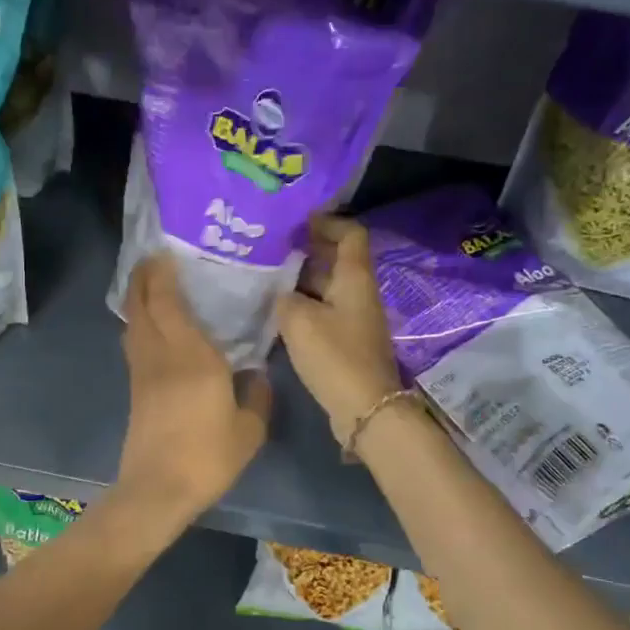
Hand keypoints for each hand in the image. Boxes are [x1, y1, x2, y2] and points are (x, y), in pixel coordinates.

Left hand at [116, 255, 271, 526]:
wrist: (158, 490)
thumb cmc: (207, 457)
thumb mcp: (248, 431)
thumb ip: (257, 398)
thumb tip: (258, 376)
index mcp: (192, 356)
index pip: (167, 301)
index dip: (162, 273)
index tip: (166, 252)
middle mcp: (161, 354)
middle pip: (140, 304)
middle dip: (142, 277)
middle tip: (153, 259)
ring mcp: (143, 372)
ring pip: (133, 323)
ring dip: (137, 299)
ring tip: (152, 285)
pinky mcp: (135, 389)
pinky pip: (135, 343)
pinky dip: (139, 324)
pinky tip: (153, 327)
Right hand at [276, 215, 402, 447]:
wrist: (364, 408)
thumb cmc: (334, 356)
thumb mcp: (298, 321)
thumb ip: (284, 298)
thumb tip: (282, 295)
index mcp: (354, 278)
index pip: (350, 234)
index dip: (326, 222)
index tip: (296, 221)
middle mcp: (358, 293)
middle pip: (336, 260)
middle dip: (306, 250)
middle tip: (270, 247)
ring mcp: (354, 318)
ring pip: (327, 287)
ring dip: (300, 280)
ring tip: (265, 277)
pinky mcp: (346, 341)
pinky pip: (324, 311)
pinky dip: (303, 306)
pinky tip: (276, 312)